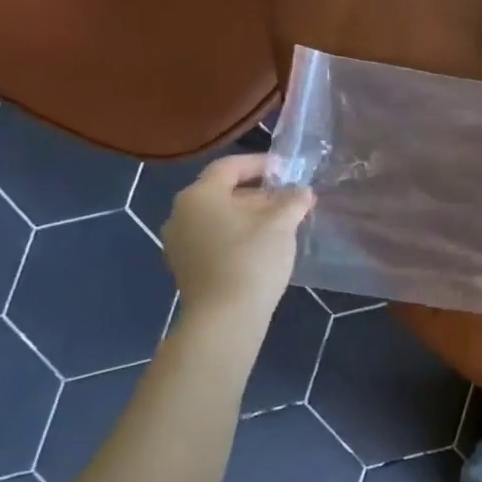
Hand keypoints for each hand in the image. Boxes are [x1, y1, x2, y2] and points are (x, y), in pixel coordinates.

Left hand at [162, 155, 312, 316]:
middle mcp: (181, 214)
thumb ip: (293, 201)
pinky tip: (262, 248)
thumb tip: (302, 191)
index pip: (229, 166)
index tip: (287, 170)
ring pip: (218, 218)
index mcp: (199, 195)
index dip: (260, 164)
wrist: (225, 318)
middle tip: (289, 200)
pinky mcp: (185, 267)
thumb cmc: (252, 259)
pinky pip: (213, 239)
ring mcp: (179, 243)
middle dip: (258, 193)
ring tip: (280, 225)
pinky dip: (236, 236)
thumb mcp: (281, 224)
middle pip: (222, 192)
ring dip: (248, 216)